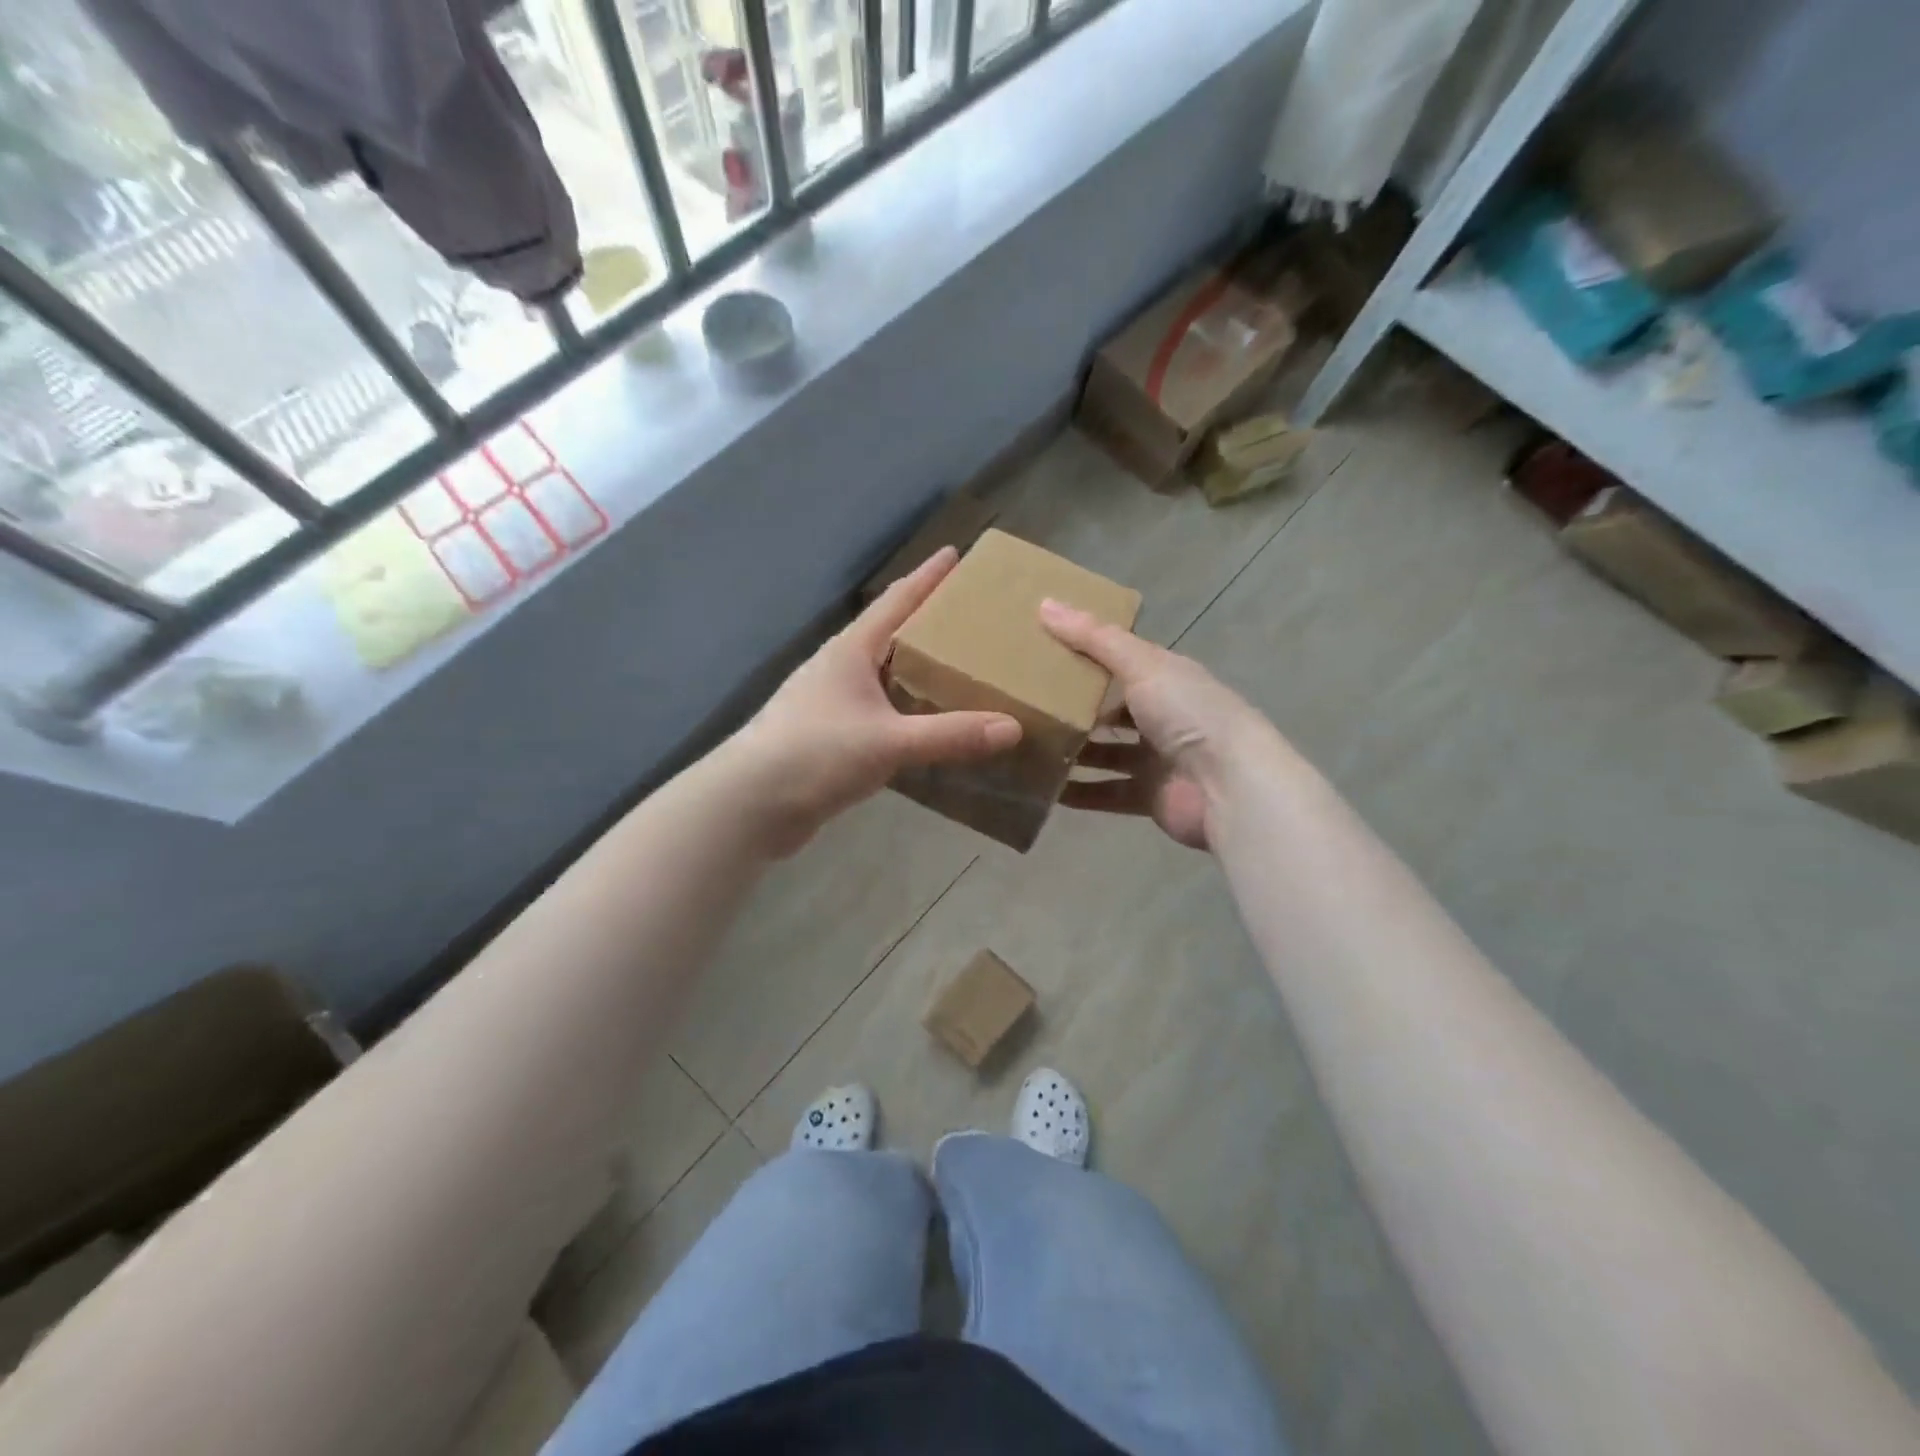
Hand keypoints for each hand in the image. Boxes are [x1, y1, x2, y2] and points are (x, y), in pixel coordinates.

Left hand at [729, 548, 1021, 855]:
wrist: (750, 805)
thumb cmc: (814, 754)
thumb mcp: (889, 741)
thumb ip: (950, 735)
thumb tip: (1013, 727)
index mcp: (851, 651)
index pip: (896, 601)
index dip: (927, 577)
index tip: (955, 554)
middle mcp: (840, 668)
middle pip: (891, 634)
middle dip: (928, 622)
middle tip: (972, 618)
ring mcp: (831, 703)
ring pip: (884, 675)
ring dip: (917, 669)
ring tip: (959, 668)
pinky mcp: (830, 736)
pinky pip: (879, 712)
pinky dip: (906, 710)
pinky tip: (927, 723)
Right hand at [1040, 600, 1273, 851]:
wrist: (1229, 786)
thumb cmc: (1188, 714)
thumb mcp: (1140, 665)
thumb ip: (1094, 638)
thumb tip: (1044, 604)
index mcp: (1167, 677)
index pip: (1121, 660)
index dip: (1085, 654)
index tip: (1041, 652)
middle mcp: (1164, 715)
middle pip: (1111, 708)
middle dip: (1074, 707)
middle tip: (1025, 703)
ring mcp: (1158, 757)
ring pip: (1106, 752)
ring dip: (1074, 751)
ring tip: (1028, 746)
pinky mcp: (1150, 795)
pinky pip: (1107, 792)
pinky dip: (1080, 792)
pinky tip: (1046, 789)